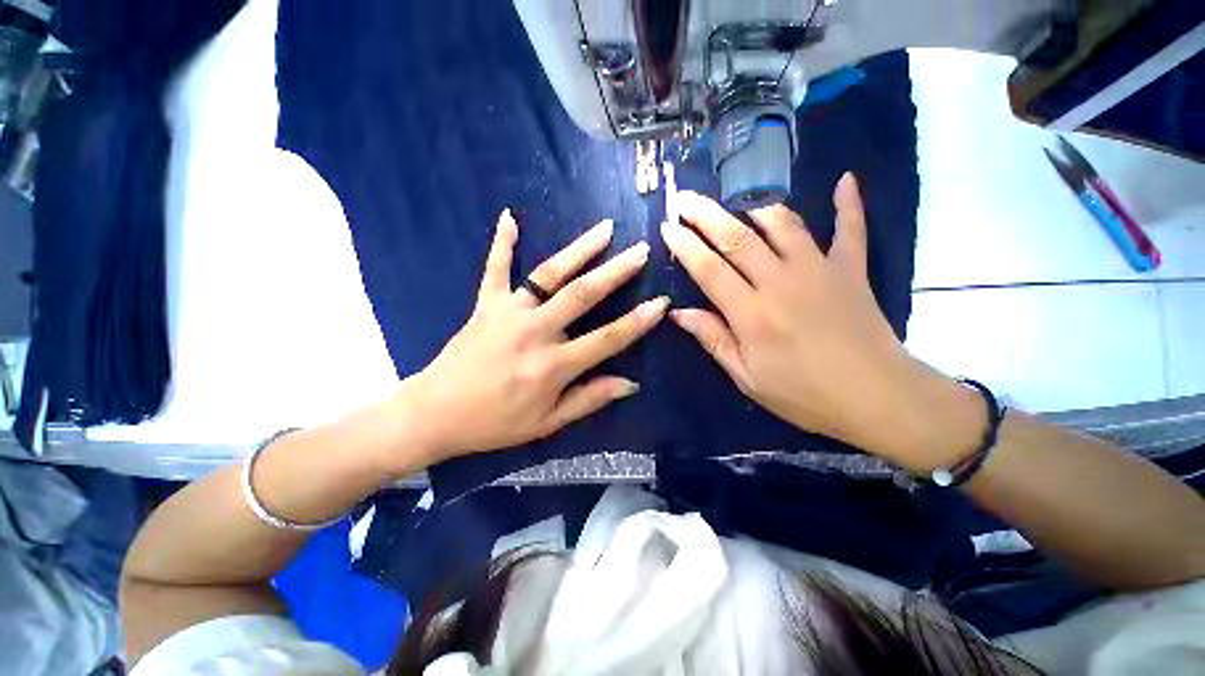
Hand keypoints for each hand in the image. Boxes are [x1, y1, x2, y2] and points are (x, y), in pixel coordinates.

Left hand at [402, 209, 666, 462]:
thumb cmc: (495, 422)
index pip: (607, 338)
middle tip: (641, 250)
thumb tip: (631, 384)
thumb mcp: (547, 423)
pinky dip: (502, 243)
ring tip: (604, 228)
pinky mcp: (485, 304)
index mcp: (553, 365)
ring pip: (549, 274)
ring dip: (579, 249)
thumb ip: (590, 399)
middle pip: (583, 294)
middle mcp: (535, 332)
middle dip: (616, 271)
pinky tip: (510, 217)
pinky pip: (495, 268)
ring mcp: (508, 312)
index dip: (638, 321)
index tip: (661, 302)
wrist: (435, 413)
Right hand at [662, 174, 981, 469]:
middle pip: (737, 238)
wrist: (877, 398)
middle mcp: (781, 282)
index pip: (709, 269)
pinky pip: (851, 228)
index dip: (685, 246)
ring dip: (756, 206)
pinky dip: (849, 204)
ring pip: (783, 224)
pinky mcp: (851, 270)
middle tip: (685, 199)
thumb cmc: (804, 394)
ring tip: (737, 198)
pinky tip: (846, 180)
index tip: (667, 227)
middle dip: (706, 215)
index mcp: (751, 313)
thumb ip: (713, 339)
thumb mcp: (747, 377)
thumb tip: (678, 313)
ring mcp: (819, 270)